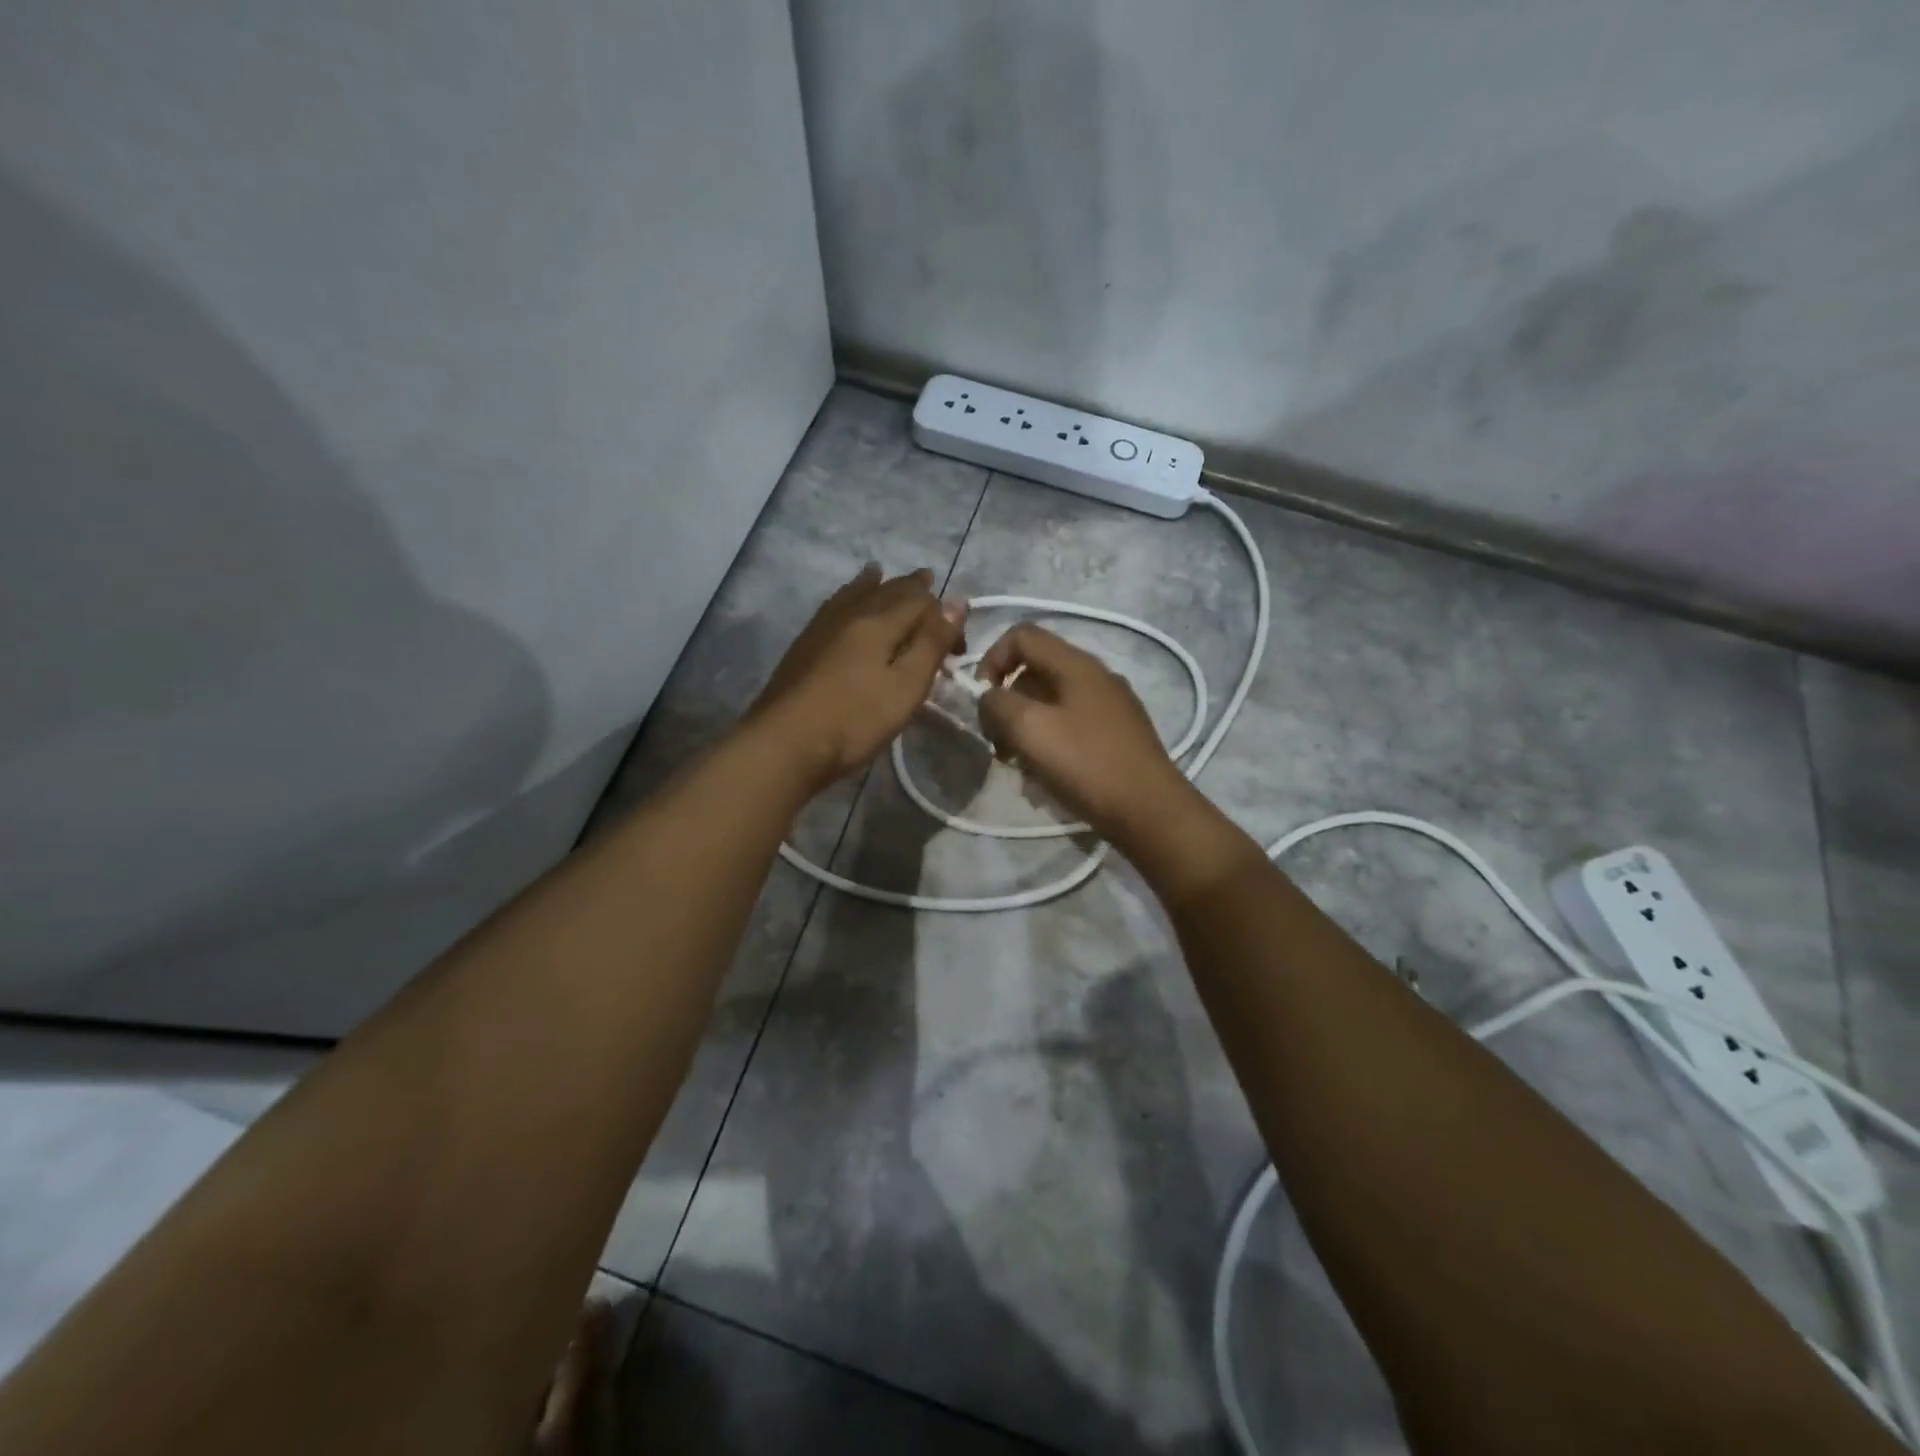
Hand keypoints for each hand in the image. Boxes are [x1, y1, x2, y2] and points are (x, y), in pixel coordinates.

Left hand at [750, 564, 966, 791]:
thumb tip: (957, 601)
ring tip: (881, 572)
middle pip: (887, 591)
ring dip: (875, 583)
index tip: (958, 648)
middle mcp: (851, 614)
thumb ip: (931, 643)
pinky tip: (843, 602)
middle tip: (928, 581)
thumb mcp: (906, 686)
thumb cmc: (855, 720)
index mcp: (879, 622)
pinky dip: (847, 595)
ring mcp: (822, 627)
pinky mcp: (804, 645)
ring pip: (854, 593)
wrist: (784, 743)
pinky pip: (833, 606)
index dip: (944, 616)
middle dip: (911, 588)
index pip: (921, 602)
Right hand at [976, 624, 1193, 840]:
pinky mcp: (1118, 734)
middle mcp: (1096, 676)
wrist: (1150, 810)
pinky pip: (1071, 724)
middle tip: (998, 742)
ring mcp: (1111, 705)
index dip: (991, 659)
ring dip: (1026, 727)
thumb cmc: (1086, 764)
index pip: (1022, 635)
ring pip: (1051, 701)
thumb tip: (990, 699)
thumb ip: (997, 704)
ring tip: (1020, 764)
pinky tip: (1048, 774)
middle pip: (1035, 671)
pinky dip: (1050, 741)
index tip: (982, 700)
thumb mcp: (1029, 729)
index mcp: (1077, 664)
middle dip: (1007, 702)